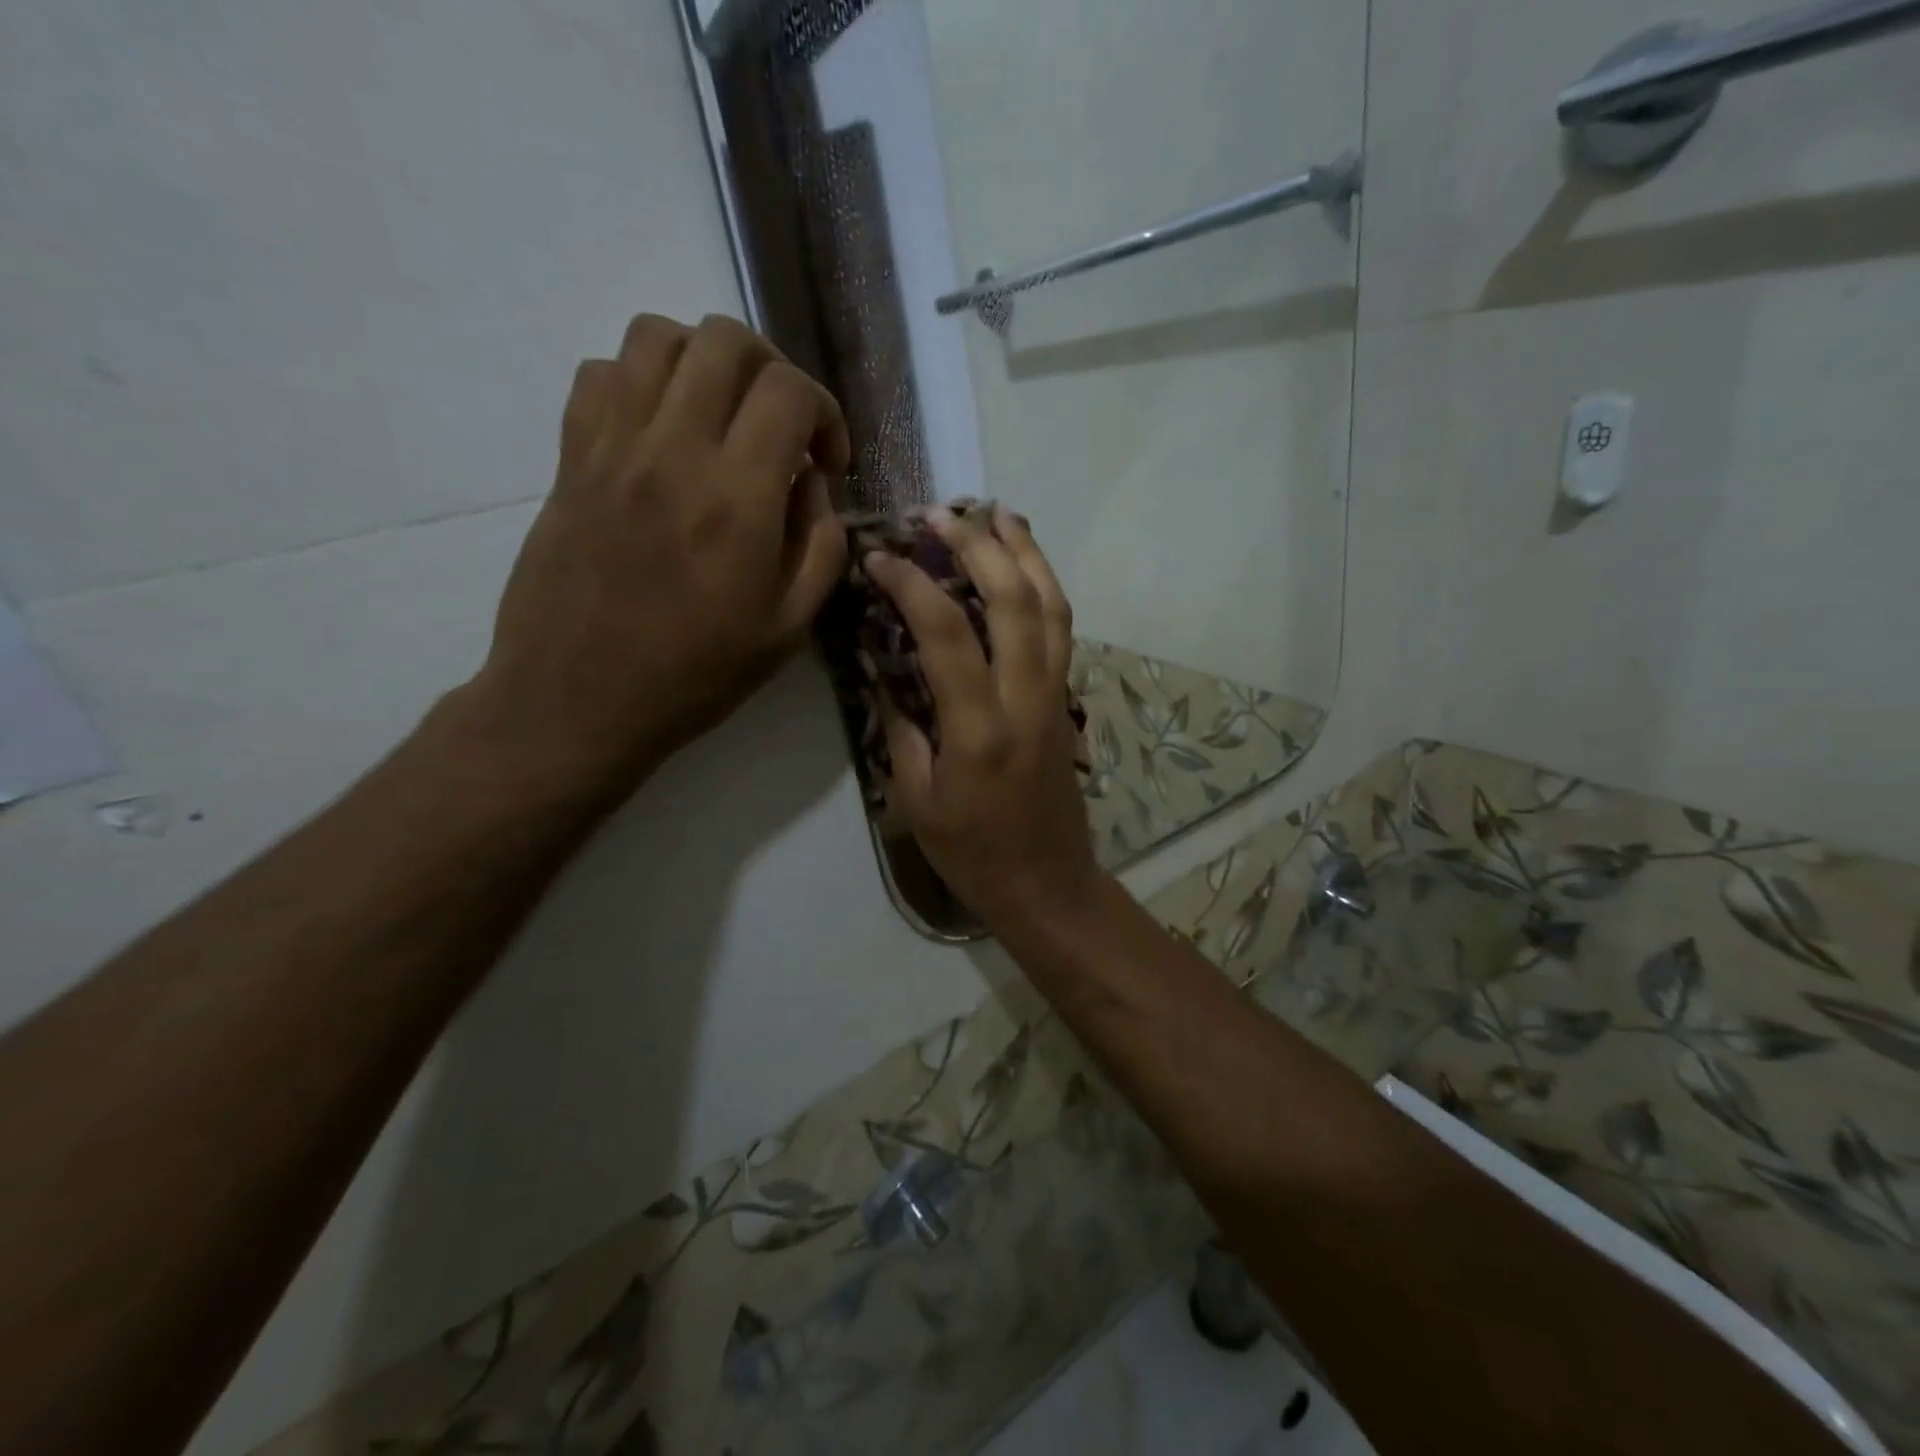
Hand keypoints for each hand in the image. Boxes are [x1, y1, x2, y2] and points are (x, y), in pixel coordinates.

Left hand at [461, 314, 850, 797]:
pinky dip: (641, 380)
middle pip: (724, 339)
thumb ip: (820, 545)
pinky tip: (661, 431)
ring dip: (704, 361)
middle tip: (780, 426)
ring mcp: (611, 447)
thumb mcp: (789, 628)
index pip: (789, 391)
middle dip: (772, 369)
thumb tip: (813, 484)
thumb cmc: (695, 674)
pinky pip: (600, 373)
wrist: (578, 700)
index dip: (825, 412)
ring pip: (655, 335)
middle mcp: (673, 451)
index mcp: (737, 499)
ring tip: (720, 416)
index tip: (827, 462)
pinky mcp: (570, 458)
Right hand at [865, 506, 1100, 929]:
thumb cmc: (973, 852)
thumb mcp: (916, 799)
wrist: (1047, 882)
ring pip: (1052, 605)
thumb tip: (883, 668)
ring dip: (1025, 552)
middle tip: (938, 515)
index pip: (948, 633)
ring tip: (995, 514)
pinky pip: (1061, 628)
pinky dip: (1044, 585)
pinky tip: (1024, 565)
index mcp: (980, 728)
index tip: (879, 558)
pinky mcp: (1066, 698)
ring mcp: (1055, 695)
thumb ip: (900, 727)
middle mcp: (1026, 699)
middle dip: (977, 545)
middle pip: (1014, 600)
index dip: (912, 585)